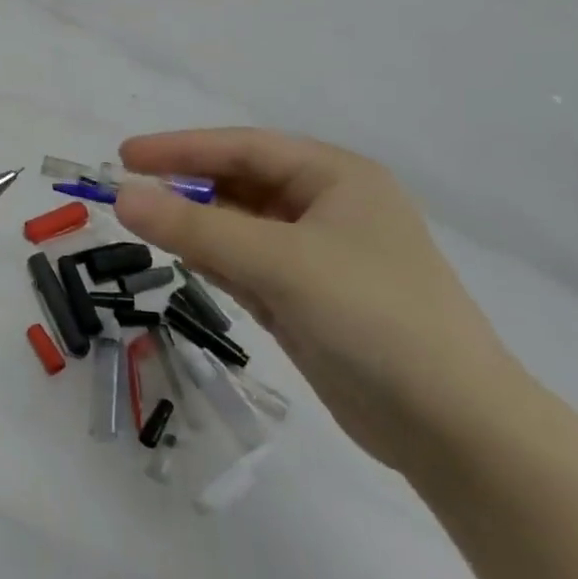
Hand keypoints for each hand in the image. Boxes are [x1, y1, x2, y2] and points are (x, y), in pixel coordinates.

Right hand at [113, 129, 528, 476]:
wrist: (454, 430)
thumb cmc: (373, 319)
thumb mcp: (279, 263)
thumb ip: (196, 229)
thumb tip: (122, 197)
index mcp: (337, 178)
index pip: (244, 149)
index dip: (181, 148)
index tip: (125, 155)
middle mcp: (328, 208)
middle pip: (240, 185)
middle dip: (186, 188)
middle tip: (127, 193)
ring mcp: (319, 257)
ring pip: (239, 227)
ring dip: (196, 226)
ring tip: (144, 225)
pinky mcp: (308, 299)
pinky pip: (247, 265)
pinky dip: (214, 261)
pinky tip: (184, 261)